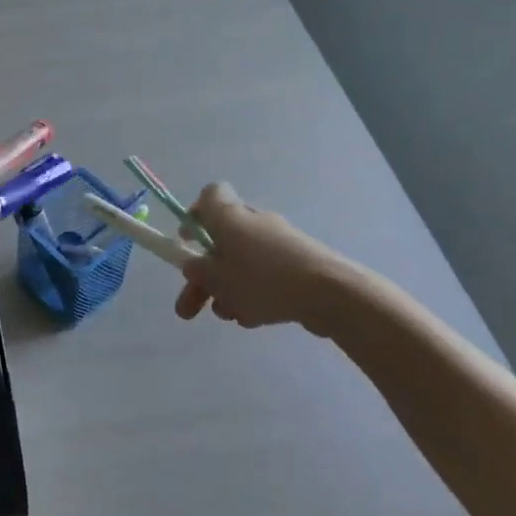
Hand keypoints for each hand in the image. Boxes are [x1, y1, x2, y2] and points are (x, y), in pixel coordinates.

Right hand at [173, 182, 359, 335]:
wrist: (329, 293)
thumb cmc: (262, 279)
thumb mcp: (216, 278)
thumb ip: (197, 271)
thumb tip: (194, 265)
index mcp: (230, 216)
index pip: (209, 197)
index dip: (194, 216)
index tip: (186, 243)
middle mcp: (254, 223)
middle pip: (220, 243)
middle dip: (202, 278)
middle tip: (188, 310)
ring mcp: (279, 245)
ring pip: (241, 265)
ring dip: (227, 291)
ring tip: (230, 317)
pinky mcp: (298, 266)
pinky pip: (265, 278)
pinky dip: (254, 296)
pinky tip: (255, 318)